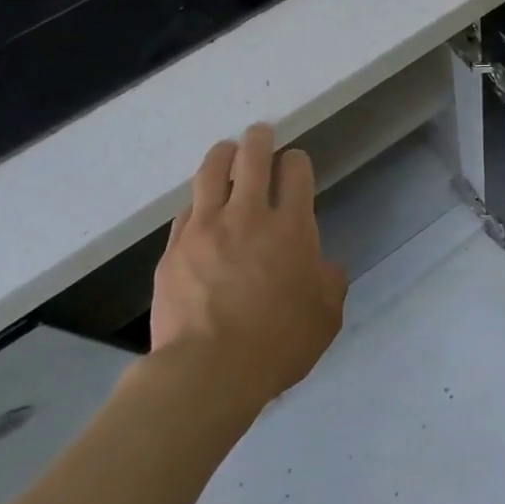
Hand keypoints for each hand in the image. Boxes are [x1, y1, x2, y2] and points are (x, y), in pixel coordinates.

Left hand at [149, 124, 347, 408]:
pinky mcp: (174, 250)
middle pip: (252, 160)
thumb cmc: (279, 342)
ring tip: (225, 149)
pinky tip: (199, 203)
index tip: (296, 160)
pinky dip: (197, 200)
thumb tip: (324, 266)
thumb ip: (330, 282)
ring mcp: (205, 230)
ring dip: (221, 155)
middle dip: (259, 140)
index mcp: (292, 228)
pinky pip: (186, 212)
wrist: (209, 370)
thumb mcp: (326, 316)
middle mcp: (248, 217)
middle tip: (260, 132)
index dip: (297, 161)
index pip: (295, 174)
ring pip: (210, 175)